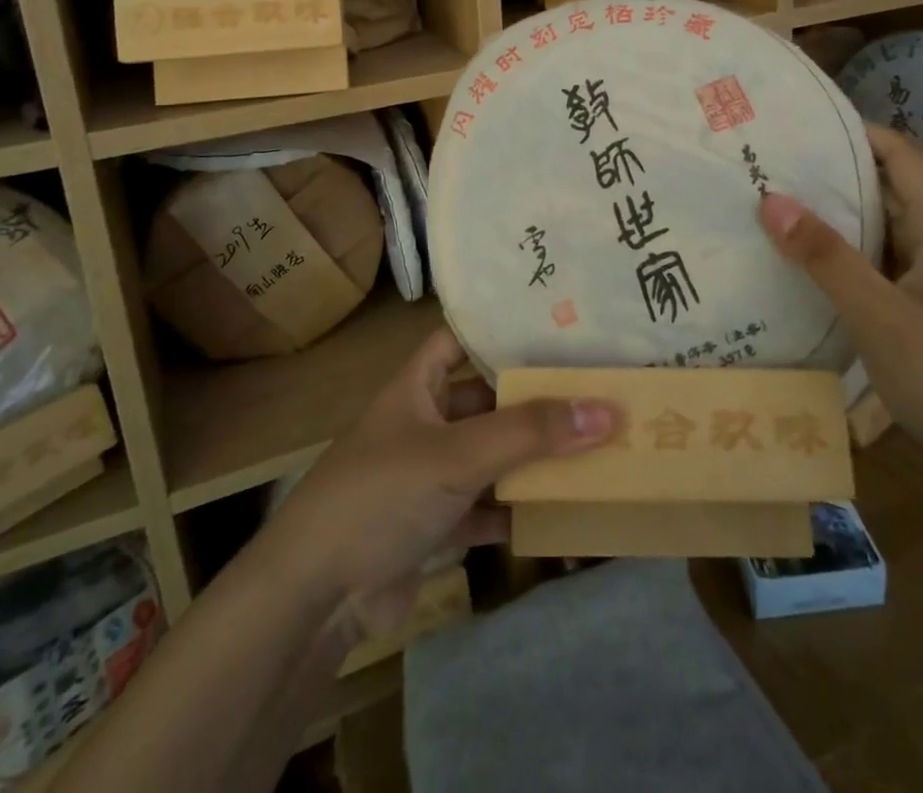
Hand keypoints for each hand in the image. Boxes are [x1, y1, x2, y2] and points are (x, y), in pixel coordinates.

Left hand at [264, 328, 615, 634]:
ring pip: (491, 455)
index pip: (462, 338)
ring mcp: (430, 475)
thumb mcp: (457, 454)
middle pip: (487, 399)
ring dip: (532, 456)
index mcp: (418, 385)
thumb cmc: (380, 494)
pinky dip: (518, 510)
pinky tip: (563, 511)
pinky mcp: (436, 525)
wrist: (315, 597)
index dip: (501, 328)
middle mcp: (425, 421)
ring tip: (595, 442)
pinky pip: (488, 507)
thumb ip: (529, 433)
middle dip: (533, 398)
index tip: (557, 324)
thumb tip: (607, 410)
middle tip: (594, 386)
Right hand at [758, 123, 922, 479]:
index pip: (899, 154)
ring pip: (879, 223)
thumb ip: (826, 258)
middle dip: (831, 168)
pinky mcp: (921, 302)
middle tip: (767, 160)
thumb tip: (770, 199)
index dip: (853, 130)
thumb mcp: (880, 317)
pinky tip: (799, 257)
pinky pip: (876, 258)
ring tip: (771, 199)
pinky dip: (841, 248)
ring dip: (833, 210)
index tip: (796, 123)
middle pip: (886, 183)